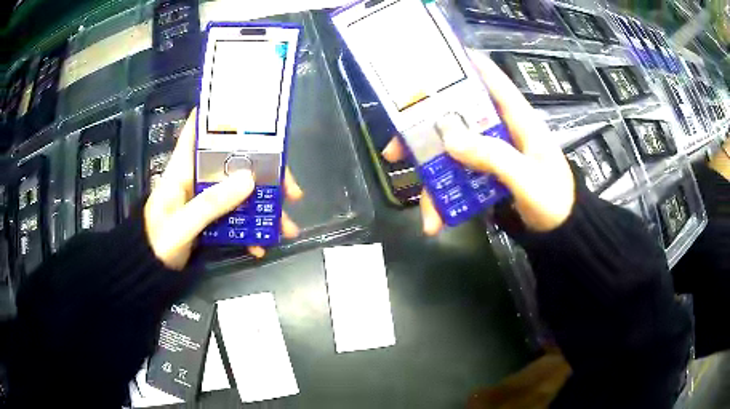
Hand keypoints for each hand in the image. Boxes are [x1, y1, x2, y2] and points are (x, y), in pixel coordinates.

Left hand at [144, 109, 302, 269]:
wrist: (149, 270)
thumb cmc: (157, 242)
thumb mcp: (181, 225)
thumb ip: (210, 204)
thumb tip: (249, 180)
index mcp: (184, 167)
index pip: (199, 129)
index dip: (221, 115)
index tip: (253, 115)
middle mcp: (197, 177)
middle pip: (234, 161)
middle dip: (264, 172)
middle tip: (290, 190)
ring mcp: (205, 198)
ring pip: (240, 191)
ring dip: (264, 206)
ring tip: (287, 226)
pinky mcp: (210, 217)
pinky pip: (235, 216)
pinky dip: (250, 229)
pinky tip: (260, 244)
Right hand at [382, 51, 574, 233]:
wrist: (560, 234)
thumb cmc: (554, 201)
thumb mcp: (527, 179)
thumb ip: (493, 156)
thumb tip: (448, 136)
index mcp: (519, 120)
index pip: (493, 81)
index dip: (466, 66)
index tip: (434, 60)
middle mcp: (501, 131)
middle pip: (458, 118)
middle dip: (425, 132)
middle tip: (395, 149)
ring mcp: (492, 154)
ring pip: (452, 152)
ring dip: (432, 177)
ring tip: (425, 211)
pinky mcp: (486, 175)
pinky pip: (458, 178)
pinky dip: (445, 199)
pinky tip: (436, 222)